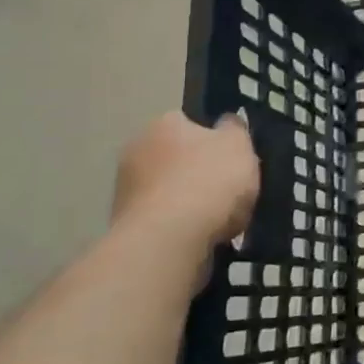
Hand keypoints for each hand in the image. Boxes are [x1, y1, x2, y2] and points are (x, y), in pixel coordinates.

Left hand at [111, 112, 258, 261]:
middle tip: (226, 189)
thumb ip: (234, 130)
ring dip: (186, 201)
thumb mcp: (239, 145)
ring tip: (218, 220)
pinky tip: (200, 238)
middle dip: (196, 170)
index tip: (230, 157)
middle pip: (175, 157)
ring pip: (167, 191)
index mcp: (163, 124)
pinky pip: (161, 221)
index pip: (188, 122)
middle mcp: (136, 151)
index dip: (213, 138)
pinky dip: (178, 227)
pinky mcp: (124, 228)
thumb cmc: (208, 181)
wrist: (167, 242)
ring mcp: (124, 191)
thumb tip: (226, 123)